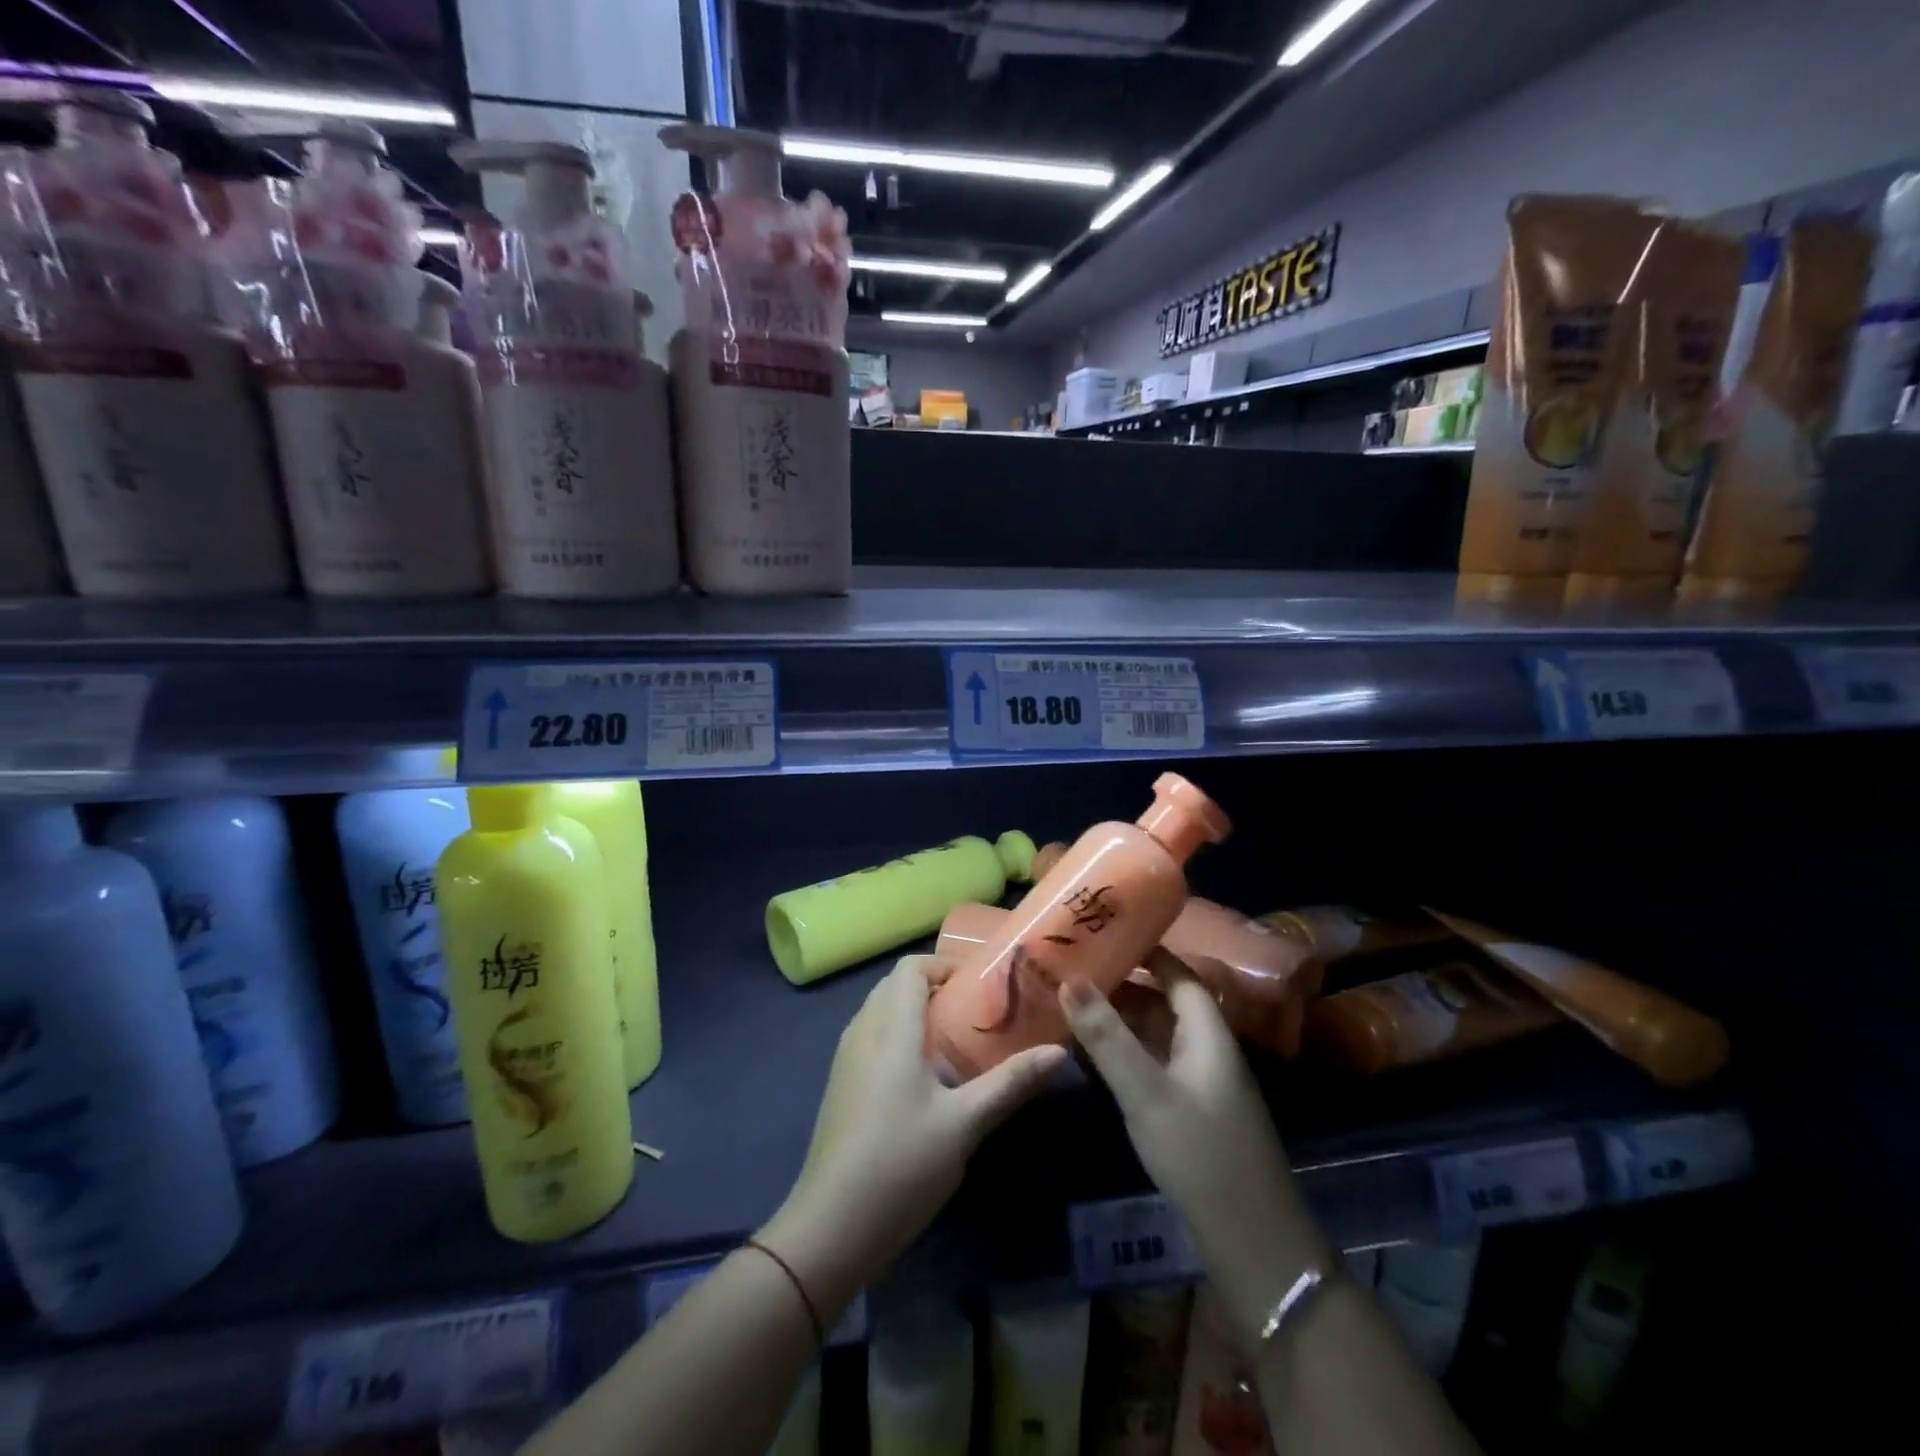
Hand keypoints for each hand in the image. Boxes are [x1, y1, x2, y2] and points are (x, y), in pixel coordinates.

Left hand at [759, 956, 1067, 1315]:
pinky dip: (898, 1035)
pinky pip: (871, 1037)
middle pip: (895, 985)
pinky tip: (925, 1076)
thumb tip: (1059, 1053)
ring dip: (915, 1011)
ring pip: (881, 1011)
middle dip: (935, 987)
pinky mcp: (841, 1085)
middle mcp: (863, 1032)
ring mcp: (846, 1059)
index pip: (910, 968)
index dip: (944, 965)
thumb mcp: (964, 1123)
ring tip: (957, 1040)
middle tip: (976, 1011)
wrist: (830, 1227)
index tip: (981, 986)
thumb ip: (1010, 1083)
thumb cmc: (901, 1165)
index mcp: (890, 1029)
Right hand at [1059, 950, 1330, 1341]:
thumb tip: (1070, 979)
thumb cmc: (1201, 1153)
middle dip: (1121, 984)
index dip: (1145, 951)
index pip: (1178, 973)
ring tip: (1071, 1004)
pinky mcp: (1191, 1111)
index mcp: (1208, 1032)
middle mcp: (1207, 1049)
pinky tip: (1091, 1055)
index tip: (1104, 934)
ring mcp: (1200, 1082)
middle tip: (1072, 969)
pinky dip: (1125, 1052)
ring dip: (1119, 1020)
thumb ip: (1106, 1036)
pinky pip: (1154, 1063)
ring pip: (1156, 1034)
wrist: (1252, 1242)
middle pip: (1163, 1001)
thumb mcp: (1146, 1092)